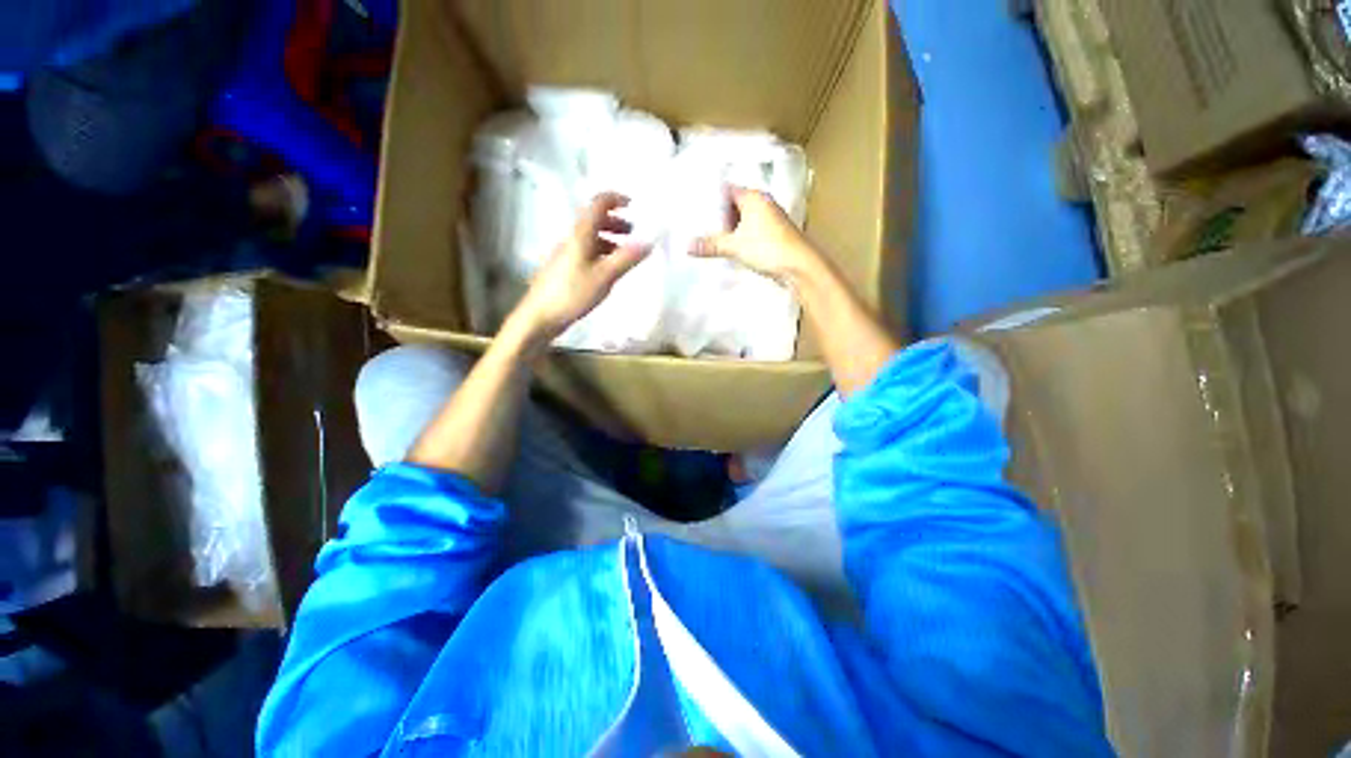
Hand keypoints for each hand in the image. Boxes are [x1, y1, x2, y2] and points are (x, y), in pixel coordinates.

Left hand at [511, 192, 649, 339]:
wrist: (540, 316)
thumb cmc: (572, 293)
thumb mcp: (604, 276)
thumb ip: (626, 258)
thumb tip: (649, 241)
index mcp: (581, 234)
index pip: (598, 204)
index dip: (615, 199)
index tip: (633, 205)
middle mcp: (572, 238)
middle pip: (594, 219)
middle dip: (615, 221)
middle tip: (633, 232)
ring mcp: (566, 253)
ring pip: (590, 237)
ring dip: (609, 238)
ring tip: (625, 253)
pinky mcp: (564, 268)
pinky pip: (586, 252)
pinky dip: (601, 253)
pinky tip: (608, 269)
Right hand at [690, 186, 818, 282]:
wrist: (799, 266)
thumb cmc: (768, 248)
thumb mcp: (734, 246)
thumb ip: (711, 245)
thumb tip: (687, 247)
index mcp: (754, 198)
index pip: (727, 190)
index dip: (711, 196)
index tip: (694, 204)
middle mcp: (762, 205)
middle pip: (734, 206)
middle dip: (718, 216)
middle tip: (696, 223)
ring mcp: (769, 221)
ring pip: (742, 221)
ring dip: (728, 230)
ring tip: (708, 237)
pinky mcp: (772, 236)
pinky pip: (749, 233)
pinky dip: (738, 239)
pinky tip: (727, 248)